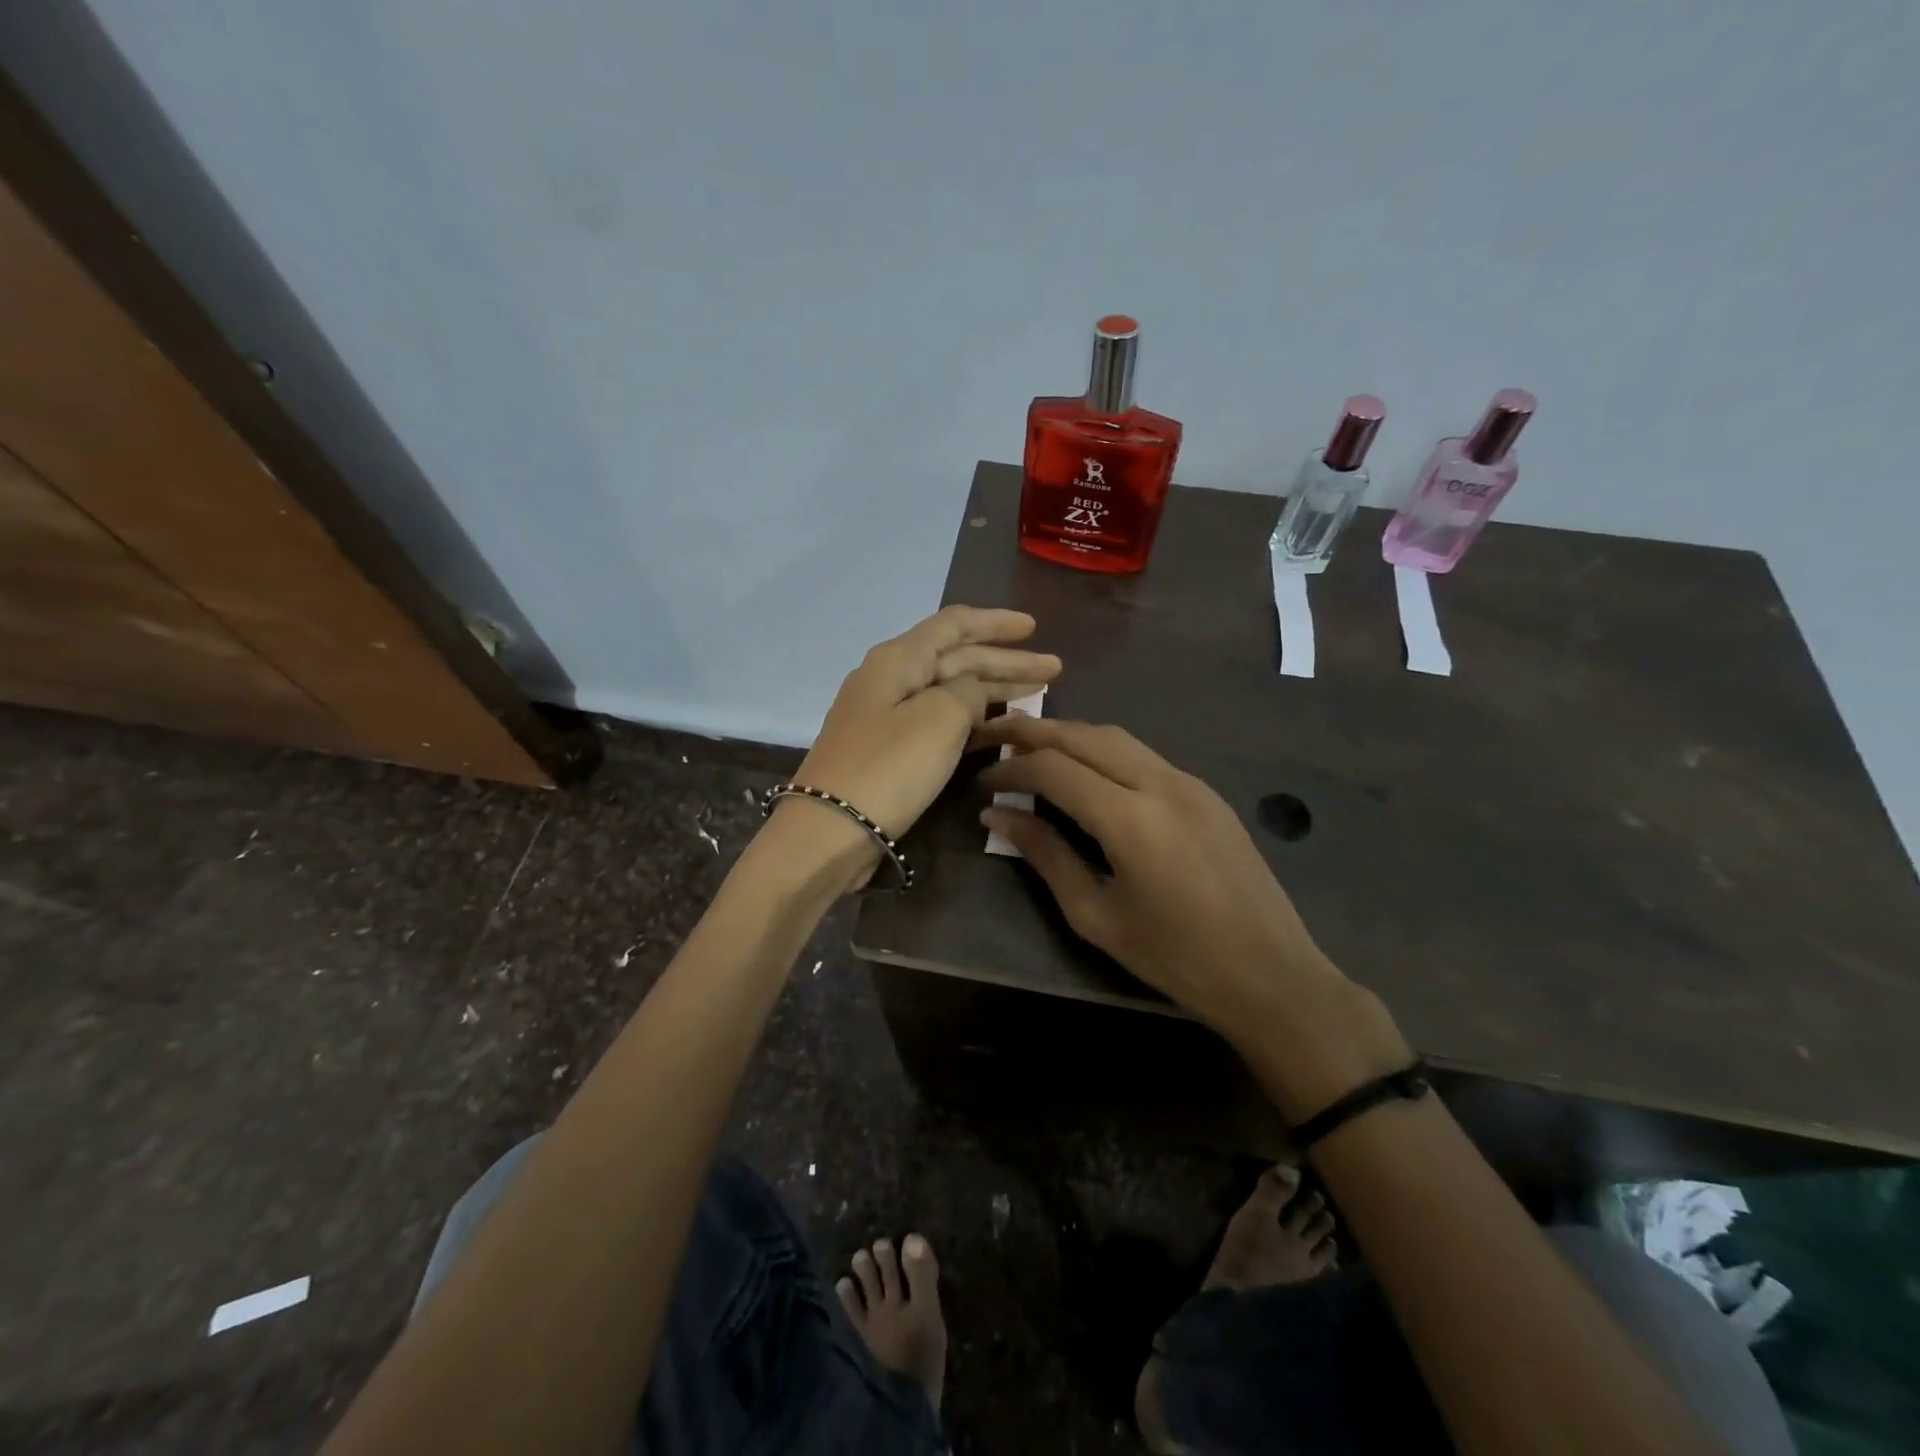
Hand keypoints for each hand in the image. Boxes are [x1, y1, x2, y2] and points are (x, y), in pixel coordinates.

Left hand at [782, 606, 1060, 876]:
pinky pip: (939, 721)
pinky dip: (972, 721)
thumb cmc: (889, 767)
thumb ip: (968, 691)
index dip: (996, 623)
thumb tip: (973, 690)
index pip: (954, 625)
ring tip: (1036, 695)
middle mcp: (890, 678)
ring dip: (993, 691)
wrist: (830, 830)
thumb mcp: (939, 718)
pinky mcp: (889, 750)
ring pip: (950, 691)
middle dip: (1006, 662)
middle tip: (1054, 669)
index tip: (1035, 627)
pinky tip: (1001, 729)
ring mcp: (887, 716)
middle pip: (956, 658)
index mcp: (898, 659)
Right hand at [975, 717, 1409, 1119]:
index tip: (982, 782)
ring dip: (1069, 733)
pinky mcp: (1205, 791)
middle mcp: (1160, 783)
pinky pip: (1142, 754)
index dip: (1011, 769)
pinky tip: (1083, 769)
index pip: (1054, 768)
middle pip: (1084, 735)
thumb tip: (997, 815)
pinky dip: (1102, 750)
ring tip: (1030, 745)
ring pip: (1116, 736)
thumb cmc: (1175, 957)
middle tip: (993, 734)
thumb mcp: (1096, 915)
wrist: (1270, 973)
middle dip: (1033, 729)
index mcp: (1130, 819)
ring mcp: (1189, 782)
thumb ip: (1045, 855)